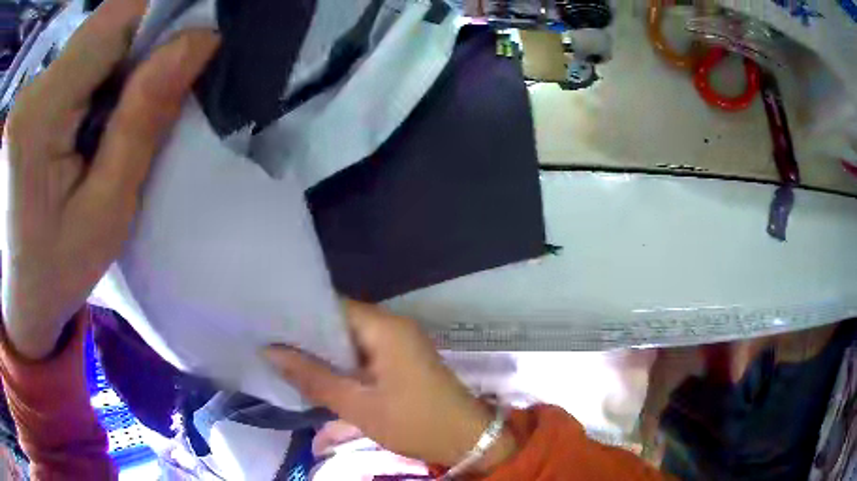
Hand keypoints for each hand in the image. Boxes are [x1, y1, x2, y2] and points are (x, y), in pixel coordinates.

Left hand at [1, 0, 218, 359]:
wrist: (10, 302)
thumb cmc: (50, 277)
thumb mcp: (103, 217)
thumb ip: (141, 124)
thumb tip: (197, 42)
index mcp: (36, 119)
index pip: (113, 18)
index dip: (159, 13)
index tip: (185, 41)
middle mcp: (26, 92)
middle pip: (97, 31)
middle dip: (131, 52)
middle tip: (136, 107)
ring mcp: (22, 95)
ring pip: (80, 47)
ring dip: (104, 71)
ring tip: (97, 128)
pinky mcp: (20, 101)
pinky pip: (62, 66)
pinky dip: (80, 83)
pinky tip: (74, 127)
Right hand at [265, 301, 518, 472]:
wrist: (466, 440)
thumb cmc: (414, 422)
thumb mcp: (358, 405)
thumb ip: (313, 377)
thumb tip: (270, 352)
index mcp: (384, 327)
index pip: (332, 305)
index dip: (299, 313)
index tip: (268, 322)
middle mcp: (393, 325)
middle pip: (341, 320)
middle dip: (307, 333)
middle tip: (269, 341)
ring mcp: (400, 342)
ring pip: (351, 338)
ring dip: (324, 349)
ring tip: (284, 354)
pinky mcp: (402, 359)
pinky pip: (364, 351)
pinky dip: (342, 361)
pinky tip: (317, 371)